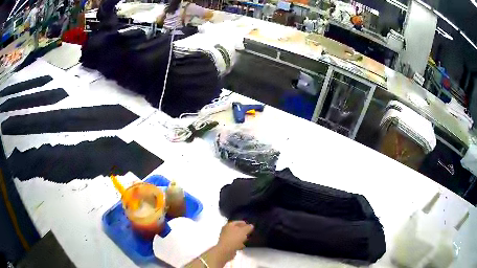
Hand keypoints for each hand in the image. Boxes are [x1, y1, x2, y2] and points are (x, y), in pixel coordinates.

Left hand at [216, 221, 253, 260]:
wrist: (226, 250)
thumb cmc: (234, 238)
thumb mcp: (244, 231)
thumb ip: (248, 228)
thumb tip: (251, 225)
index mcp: (229, 225)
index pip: (238, 222)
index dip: (245, 223)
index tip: (251, 226)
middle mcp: (226, 230)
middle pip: (236, 229)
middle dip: (243, 231)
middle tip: (249, 233)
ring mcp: (225, 238)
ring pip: (235, 236)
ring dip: (241, 237)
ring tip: (247, 239)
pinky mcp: (226, 245)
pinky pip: (234, 242)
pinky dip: (238, 243)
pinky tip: (243, 245)